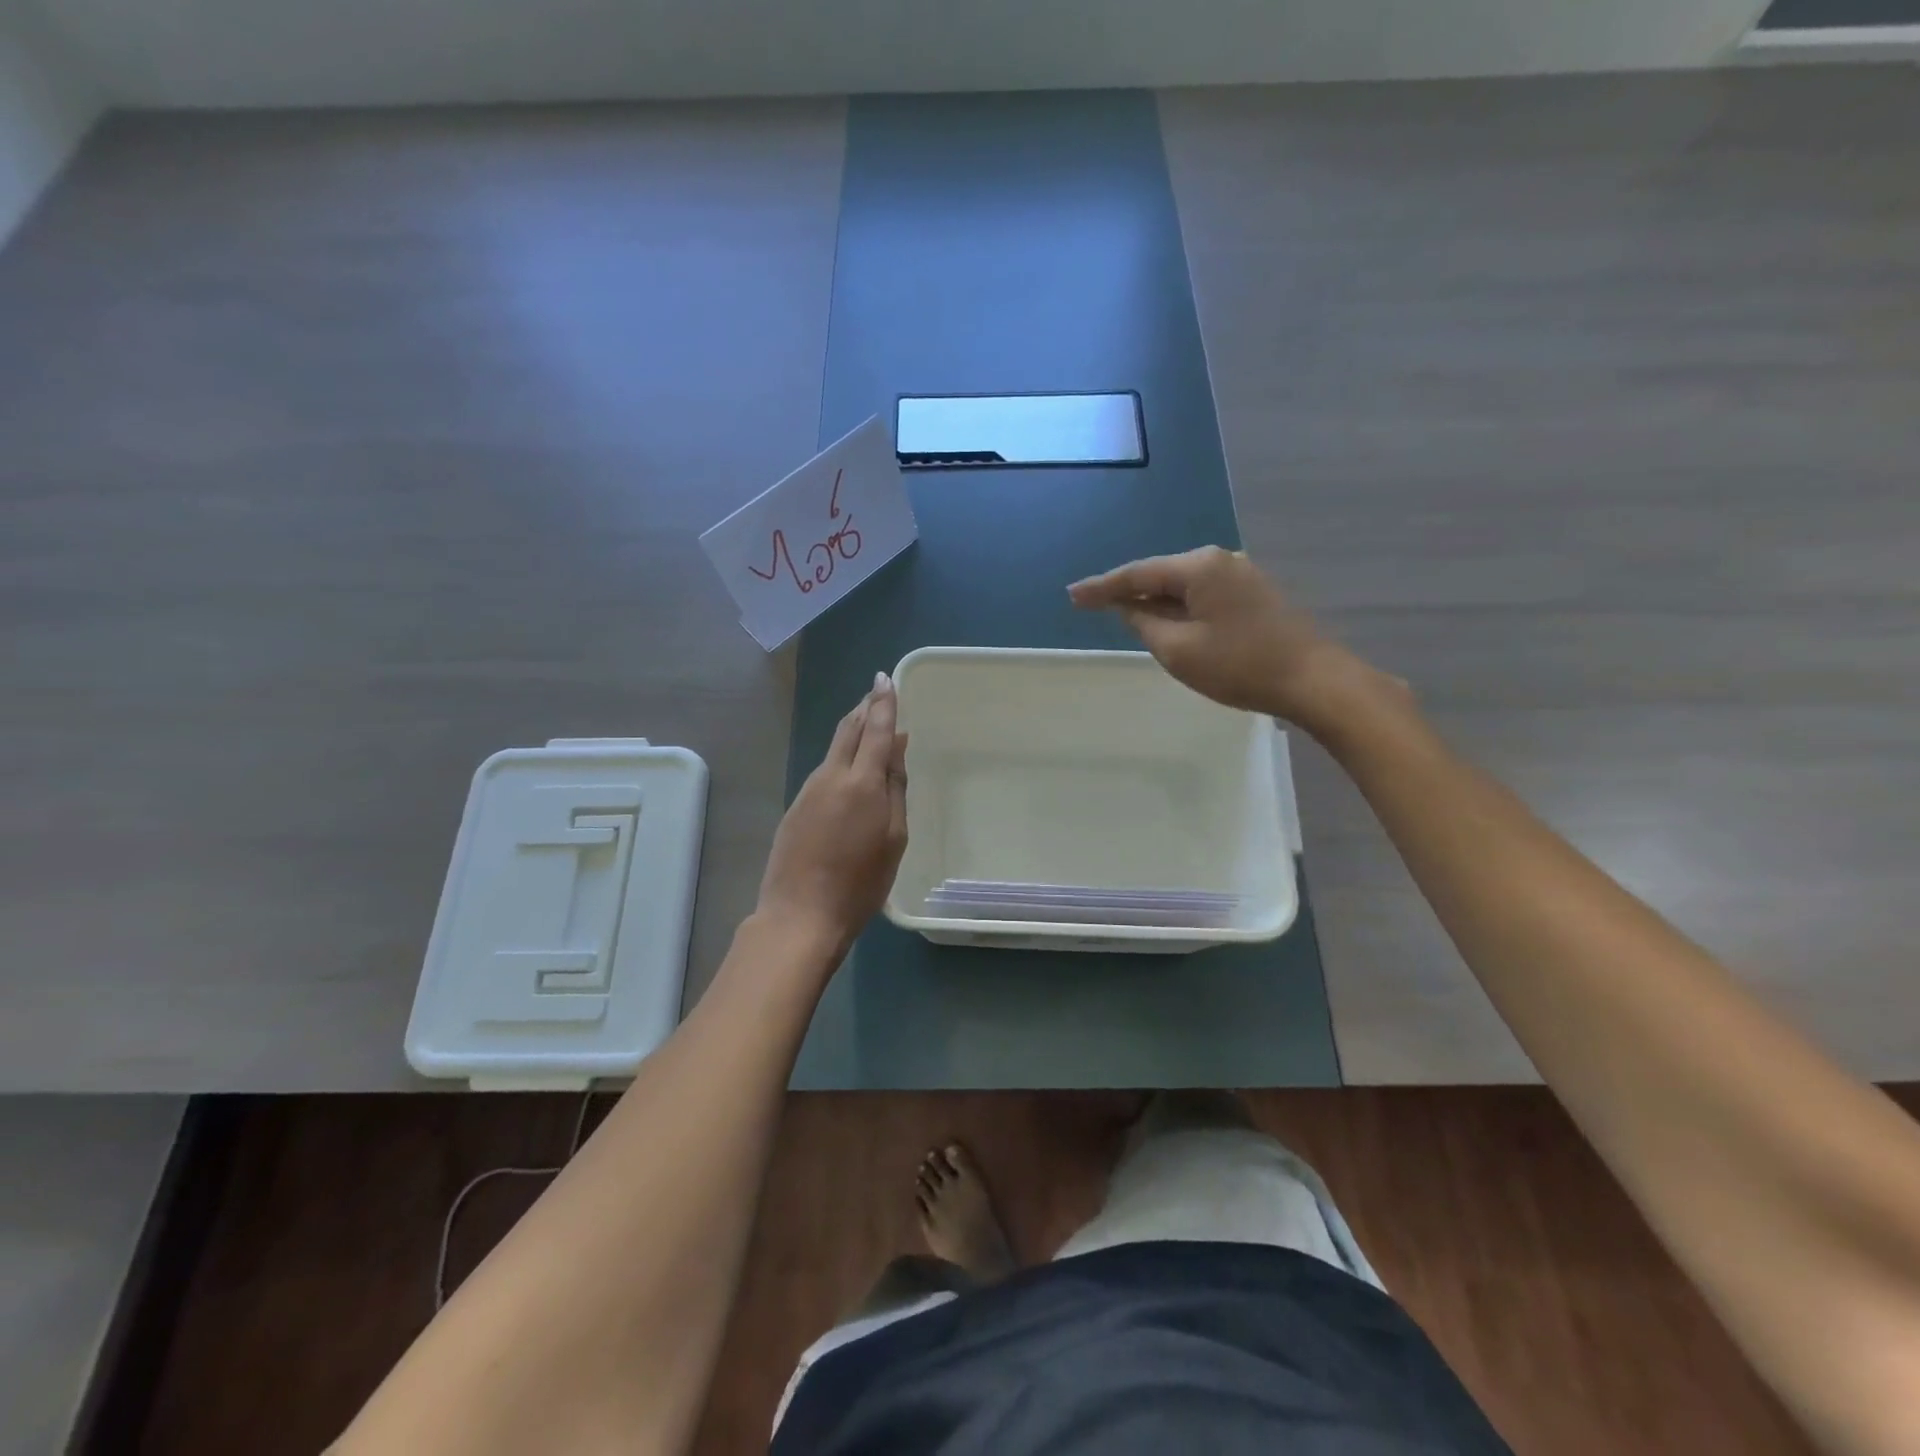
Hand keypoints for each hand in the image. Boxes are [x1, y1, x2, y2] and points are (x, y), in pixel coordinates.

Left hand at [756, 672, 908, 956]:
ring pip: (834, 749)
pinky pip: (823, 771)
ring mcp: (808, 791)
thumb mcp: (894, 837)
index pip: (876, 729)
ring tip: (868, 725)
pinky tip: (848, 769)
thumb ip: (895, 788)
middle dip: (864, 708)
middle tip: (877, 692)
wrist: (800, 915)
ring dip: (852, 731)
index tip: (886, 679)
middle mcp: (832, 776)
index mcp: (862, 782)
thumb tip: (897, 747)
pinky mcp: (795, 807)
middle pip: (849, 730)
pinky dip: (840, 759)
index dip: (883, 703)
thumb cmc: (861, 883)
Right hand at [1069, 546, 1386, 733]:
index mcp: (1199, 567)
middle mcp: (1220, 560)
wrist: (1314, 680)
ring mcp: (1241, 575)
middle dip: (1128, 591)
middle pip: (1160, 574)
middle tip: (1093, 605)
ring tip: (1124, 615)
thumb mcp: (1179, 650)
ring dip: (1155, 601)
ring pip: (1183, 586)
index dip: (1102, 587)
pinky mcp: (1254, 594)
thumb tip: (1128, 606)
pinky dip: (1180, 607)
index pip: (1137, 574)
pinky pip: (1203, 595)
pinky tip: (1169, 621)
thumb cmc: (1240, 666)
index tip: (1072, 595)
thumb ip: (1144, 623)